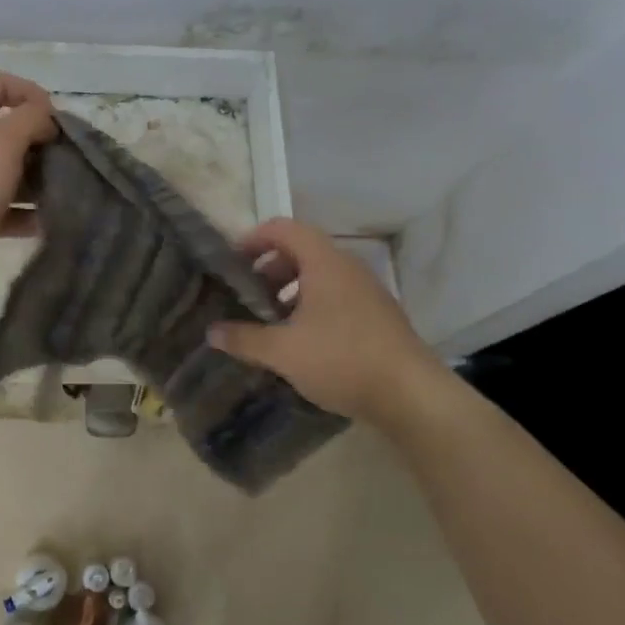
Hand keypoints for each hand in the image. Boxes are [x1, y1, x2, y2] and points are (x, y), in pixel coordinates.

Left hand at [0, 71, 57, 300]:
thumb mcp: (3, 141)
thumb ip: (31, 119)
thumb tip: (46, 119)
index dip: (29, 92)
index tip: (54, 118)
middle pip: (5, 130)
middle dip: (38, 141)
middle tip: (63, 158)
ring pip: (5, 171)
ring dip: (34, 179)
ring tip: (61, 191)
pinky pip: (1, 207)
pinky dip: (22, 213)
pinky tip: (45, 223)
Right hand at [206, 218, 447, 431]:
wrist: (413, 395)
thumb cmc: (342, 359)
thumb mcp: (284, 352)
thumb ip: (244, 338)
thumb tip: (211, 332)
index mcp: (324, 263)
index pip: (283, 229)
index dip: (253, 239)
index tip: (231, 262)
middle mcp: (347, 268)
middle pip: (301, 250)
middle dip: (269, 268)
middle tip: (247, 295)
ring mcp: (366, 291)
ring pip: (319, 275)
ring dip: (290, 289)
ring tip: (270, 320)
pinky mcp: (377, 315)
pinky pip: (336, 296)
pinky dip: (311, 305)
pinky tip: (302, 340)